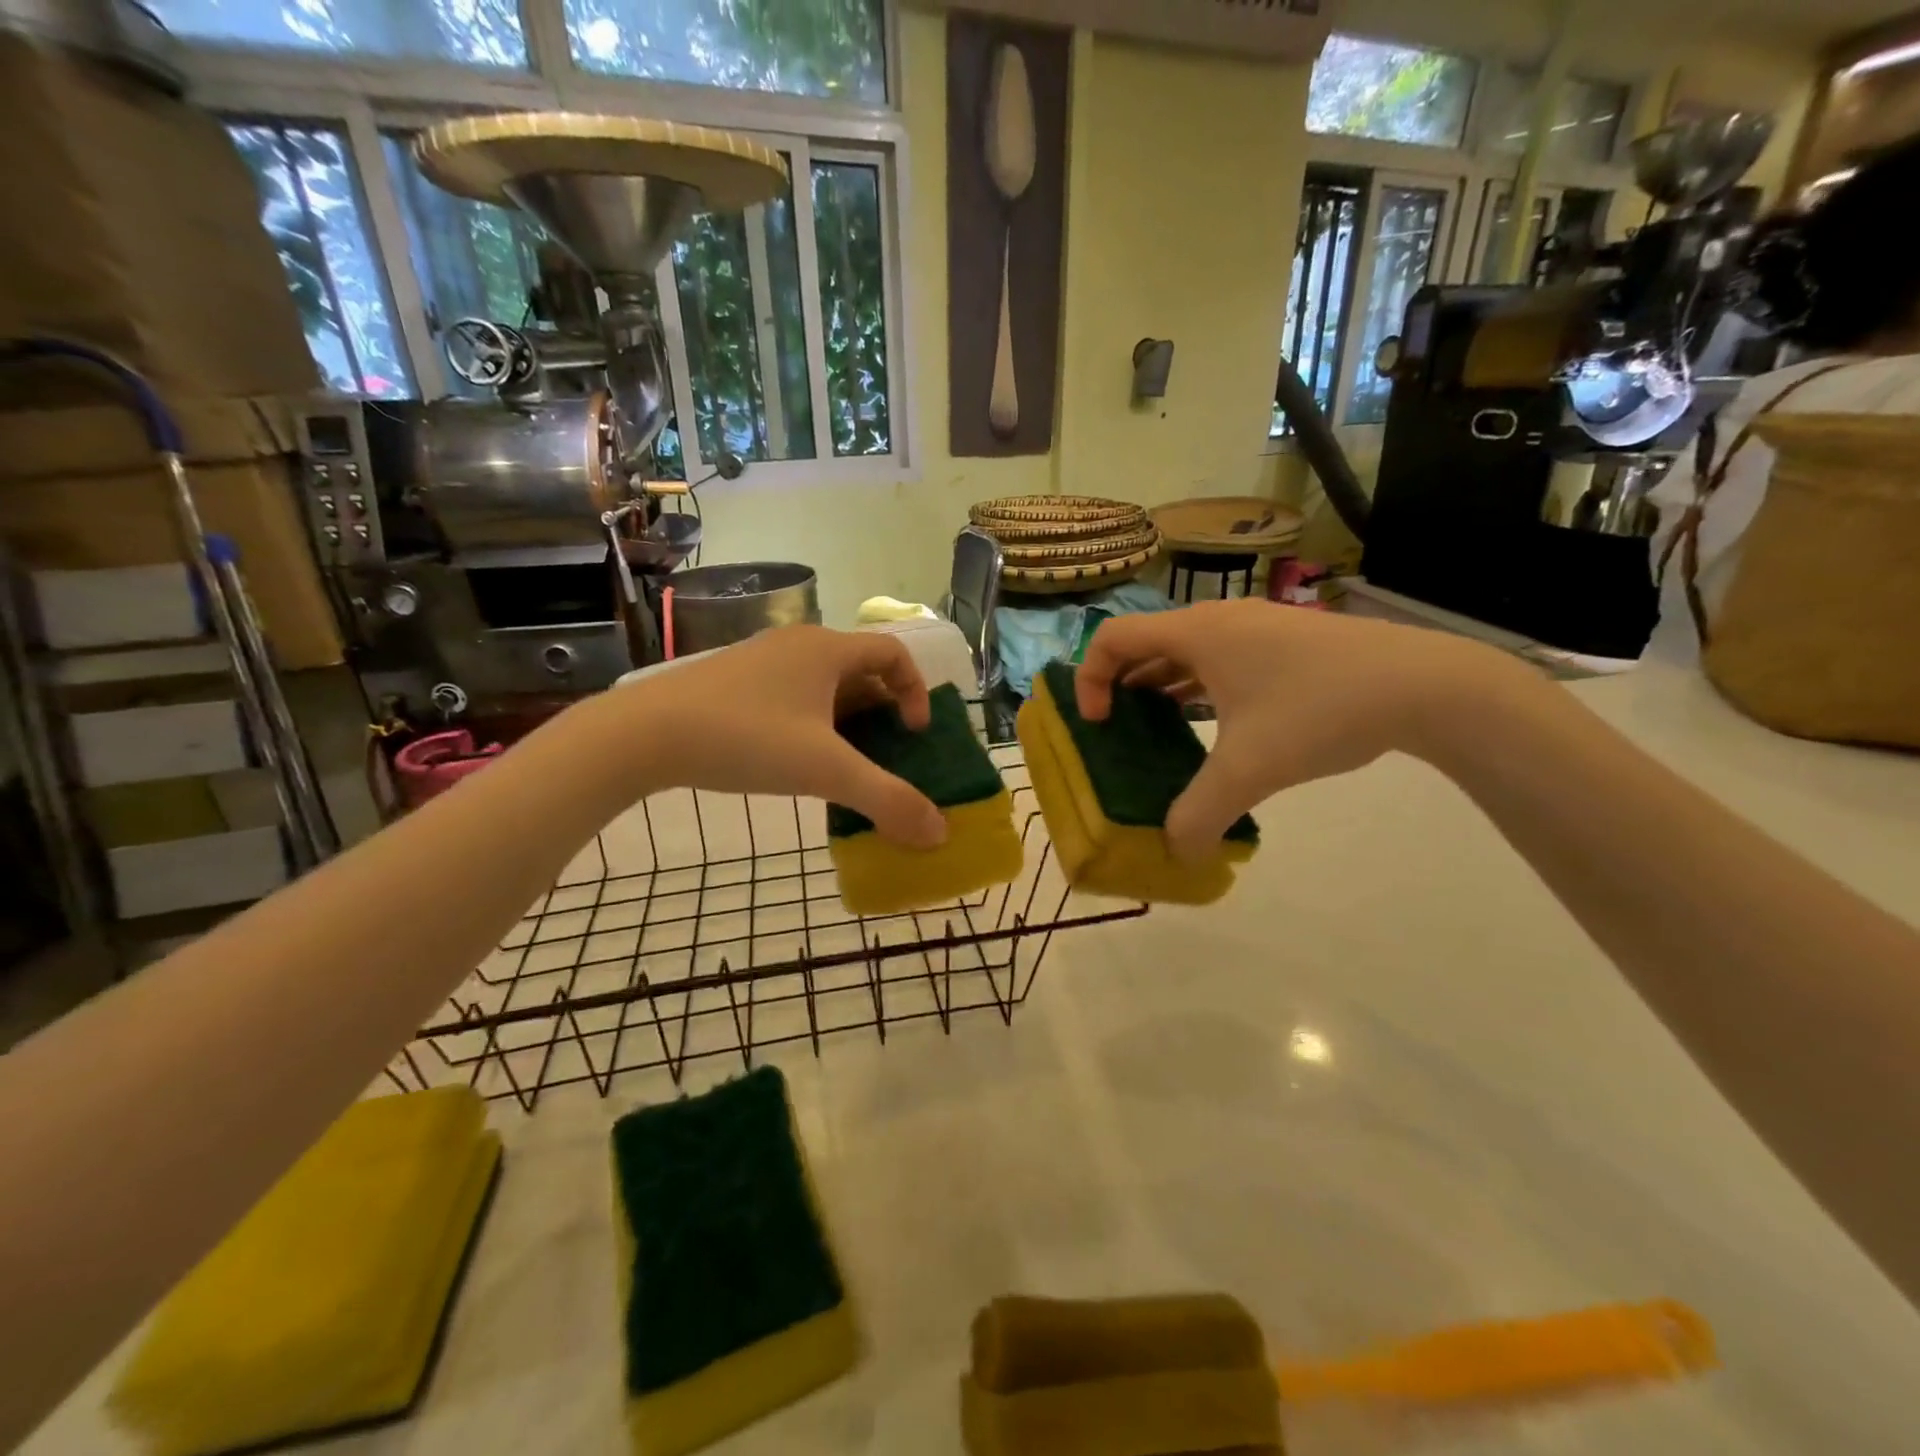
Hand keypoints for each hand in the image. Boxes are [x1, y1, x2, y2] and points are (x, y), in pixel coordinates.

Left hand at [619, 626, 947, 846]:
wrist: (644, 733)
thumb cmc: (748, 739)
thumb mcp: (826, 772)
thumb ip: (887, 800)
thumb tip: (939, 832)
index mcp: (828, 649)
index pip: (894, 652)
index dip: (916, 691)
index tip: (912, 734)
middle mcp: (798, 644)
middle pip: (861, 668)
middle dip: (882, 711)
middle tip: (885, 754)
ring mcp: (762, 660)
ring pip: (824, 684)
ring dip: (847, 719)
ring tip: (844, 764)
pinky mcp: (734, 681)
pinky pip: (792, 694)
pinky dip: (812, 722)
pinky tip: (795, 760)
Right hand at [1077, 601, 1515, 858]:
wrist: (1424, 685)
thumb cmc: (1319, 711)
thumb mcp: (1249, 770)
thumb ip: (1199, 814)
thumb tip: (1175, 853)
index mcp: (1196, 633)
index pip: (1111, 638)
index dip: (1089, 679)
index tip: (1098, 724)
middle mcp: (1218, 620)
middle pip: (1144, 642)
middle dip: (1119, 685)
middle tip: (1116, 730)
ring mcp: (1254, 627)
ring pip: (1184, 651)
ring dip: (1158, 685)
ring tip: (1154, 729)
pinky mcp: (1283, 642)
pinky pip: (1218, 658)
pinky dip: (1197, 686)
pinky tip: (1211, 724)